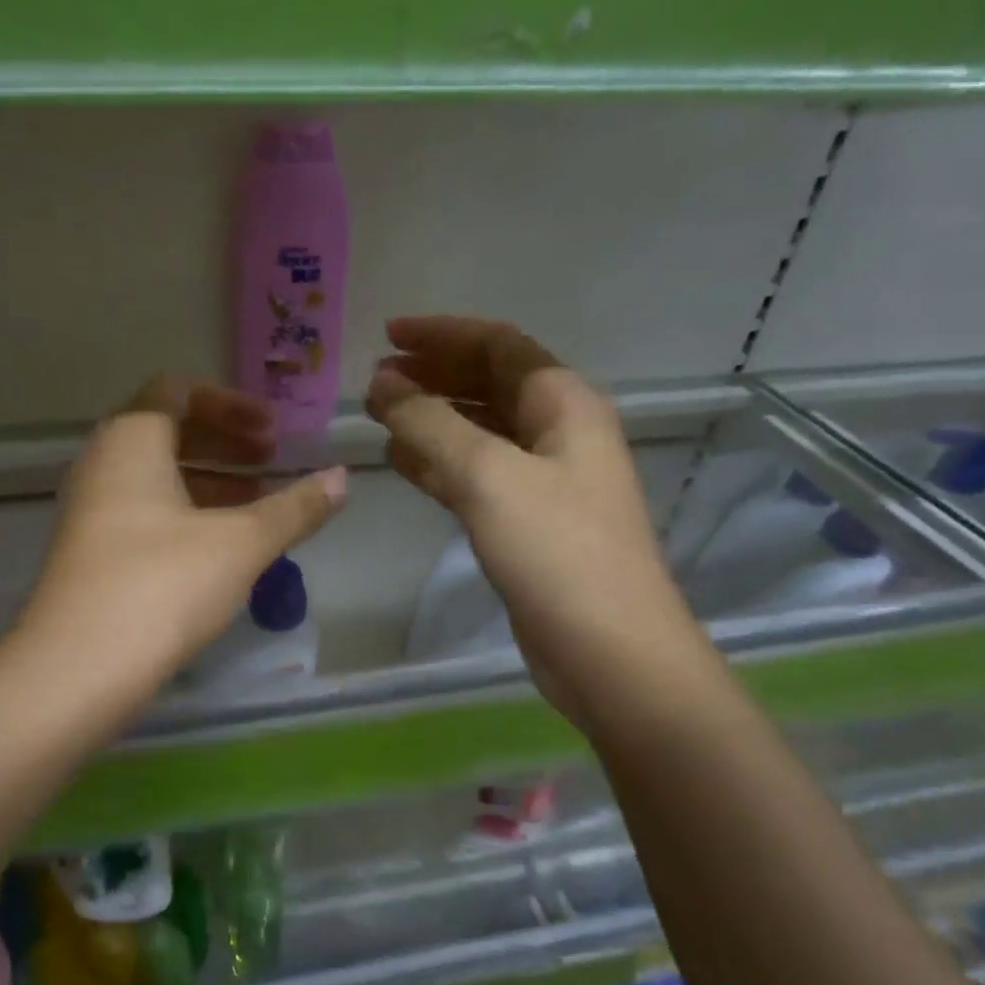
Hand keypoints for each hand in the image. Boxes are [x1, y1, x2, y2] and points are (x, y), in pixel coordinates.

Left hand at [19, 375, 346, 696]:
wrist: (79, 669)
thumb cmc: (163, 585)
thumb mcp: (241, 543)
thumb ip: (294, 508)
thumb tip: (342, 479)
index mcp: (131, 441)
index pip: (176, 390)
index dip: (229, 404)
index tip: (272, 430)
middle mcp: (102, 465)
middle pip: (167, 432)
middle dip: (225, 443)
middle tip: (272, 461)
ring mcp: (91, 512)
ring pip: (156, 477)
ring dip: (209, 481)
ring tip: (257, 503)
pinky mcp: (92, 554)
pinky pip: (145, 512)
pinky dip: (187, 514)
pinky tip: (222, 546)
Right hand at [365, 316, 699, 719]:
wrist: (608, 649)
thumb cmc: (556, 550)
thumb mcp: (487, 475)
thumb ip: (430, 424)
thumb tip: (383, 384)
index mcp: (563, 403)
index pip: (498, 346)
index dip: (442, 334)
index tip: (387, 336)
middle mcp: (559, 432)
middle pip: (489, 385)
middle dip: (433, 376)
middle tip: (375, 380)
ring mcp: (545, 480)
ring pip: (480, 432)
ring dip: (432, 419)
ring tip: (379, 416)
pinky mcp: (528, 523)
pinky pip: (477, 475)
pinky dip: (439, 464)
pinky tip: (403, 464)